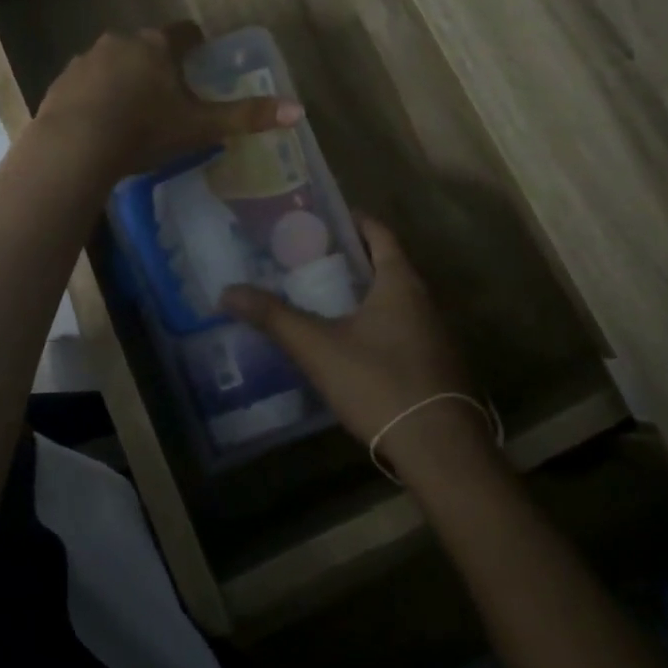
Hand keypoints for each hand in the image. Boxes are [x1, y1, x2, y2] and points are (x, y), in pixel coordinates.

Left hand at [33, 23, 300, 179]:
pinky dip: (94, 96)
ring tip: (130, 112)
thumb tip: (299, 110)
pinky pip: (85, 83)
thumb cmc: (145, 131)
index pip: (184, 33)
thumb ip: (246, 117)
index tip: (199, 57)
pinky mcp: (61, 81)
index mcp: (157, 47)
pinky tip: (98, 122)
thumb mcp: (200, 127)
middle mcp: (121, 42)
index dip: (195, 44)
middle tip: (166, 96)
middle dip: (157, 65)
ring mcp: (86, 59)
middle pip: (146, 46)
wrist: (76, 146)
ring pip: (113, 63)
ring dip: (123, 78)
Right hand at [222, 217, 501, 485]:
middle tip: (310, 257)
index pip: (379, 234)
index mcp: (400, 283)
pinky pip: (403, 328)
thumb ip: (274, 317)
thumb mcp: (318, 348)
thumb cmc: (380, 383)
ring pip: (396, 299)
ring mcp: (435, 334)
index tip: (323, 218)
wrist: (440, 449)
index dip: (354, 221)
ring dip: (365, 293)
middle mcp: (424, 300)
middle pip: (388, 265)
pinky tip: (352, 343)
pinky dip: (377, 322)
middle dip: (353, 258)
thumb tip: (227, 291)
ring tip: (324, 297)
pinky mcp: (436, 365)